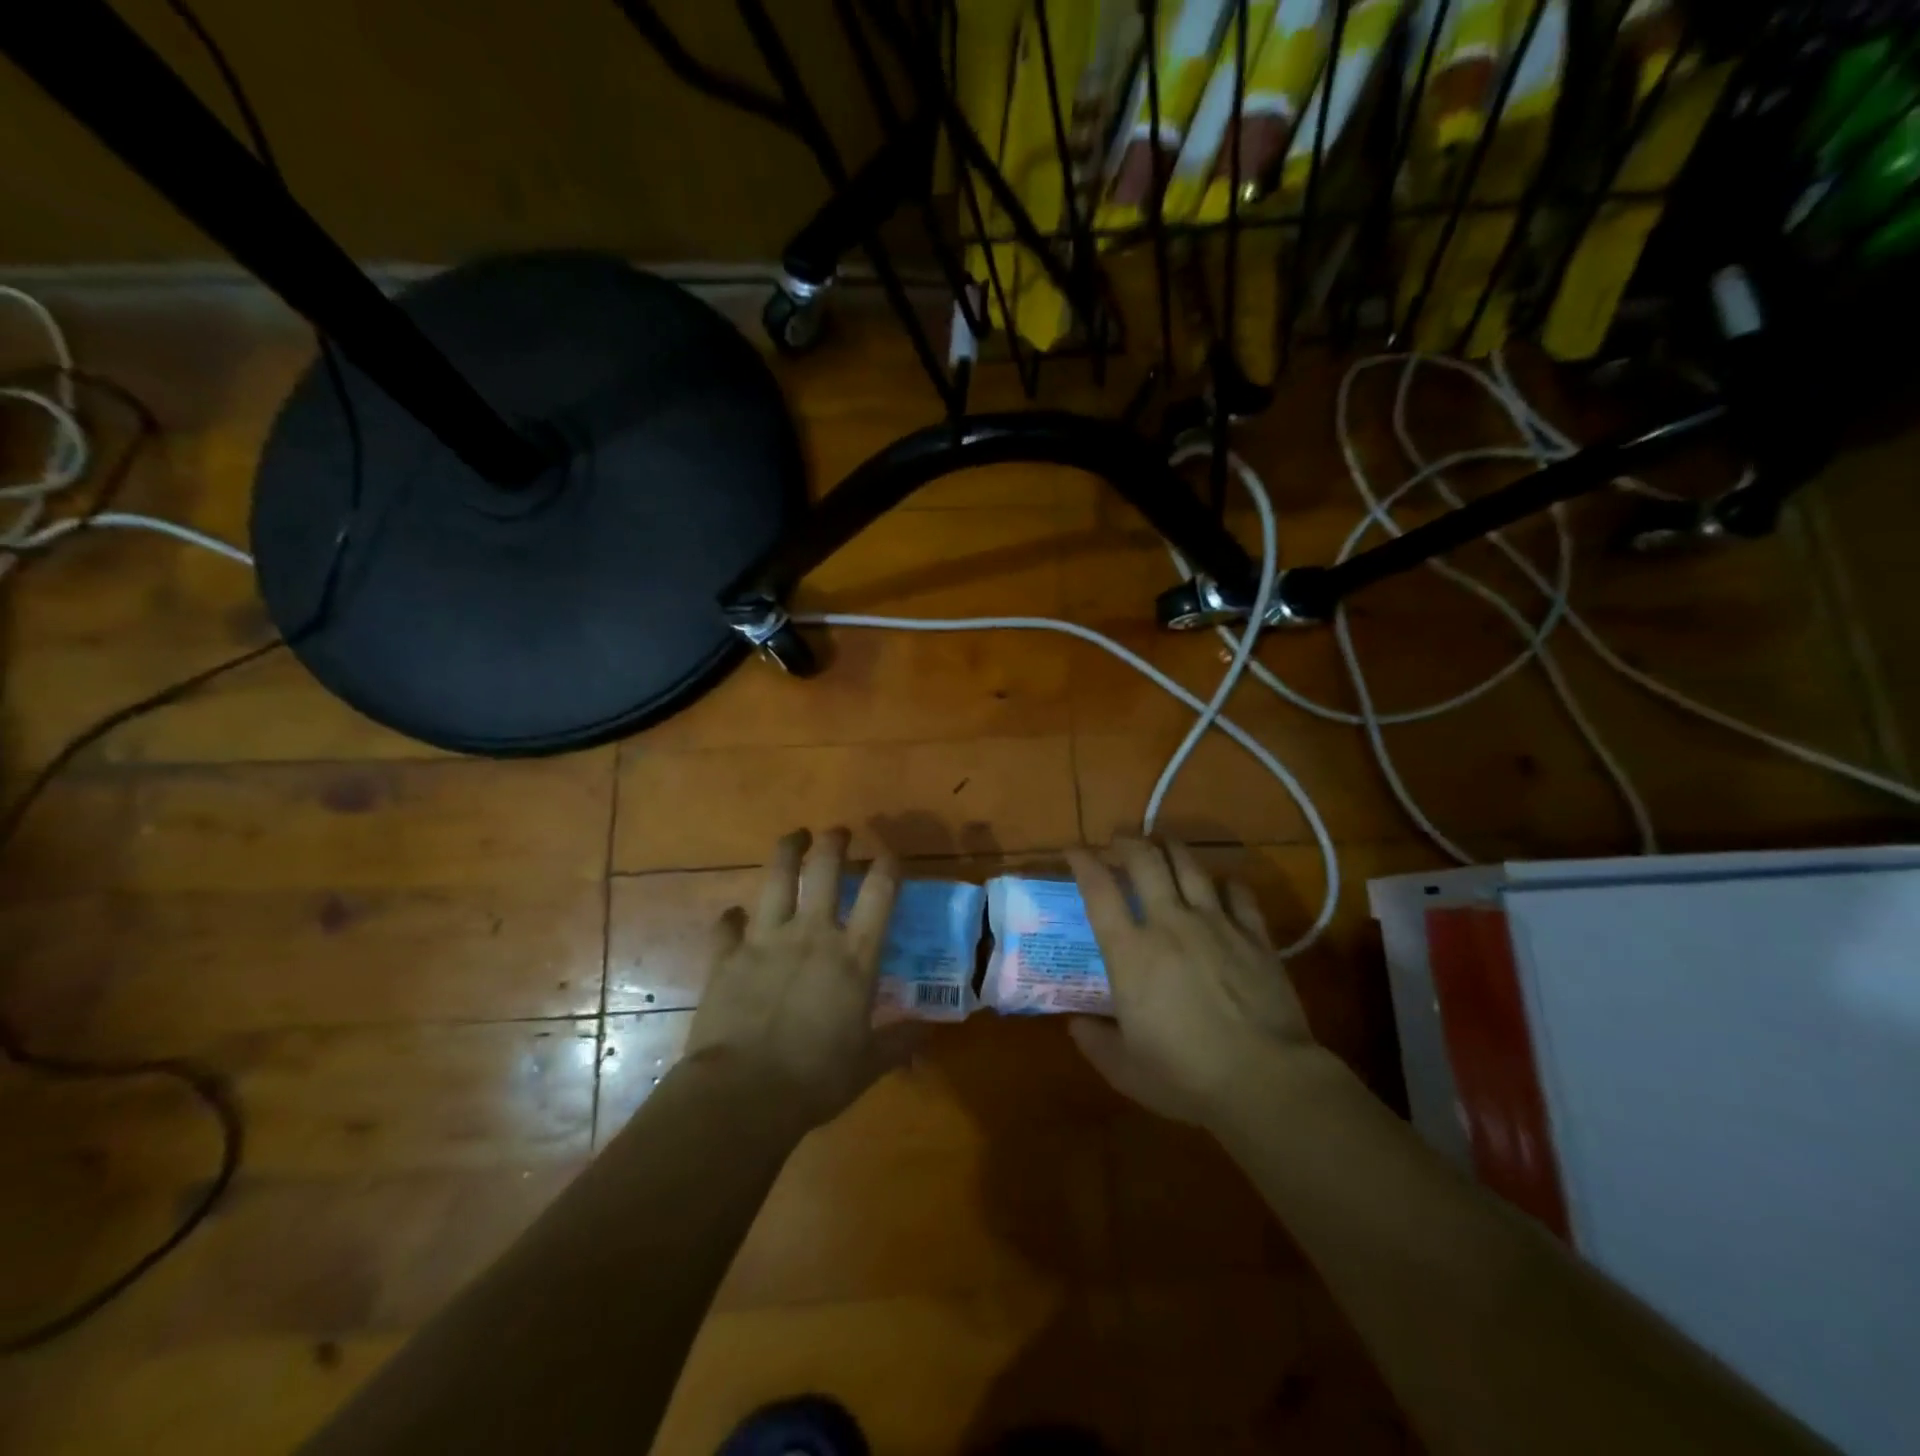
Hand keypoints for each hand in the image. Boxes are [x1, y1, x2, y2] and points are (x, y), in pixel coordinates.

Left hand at [684, 828, 913, 1129]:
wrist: (743, 1093)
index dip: (888, 865)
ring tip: (793, 837)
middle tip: (838, 832)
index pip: (880, 893)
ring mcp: (766, 940)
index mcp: (854, 955)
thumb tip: (929, 1031)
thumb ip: (900, 1042)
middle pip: (824, 869)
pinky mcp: (727, 956)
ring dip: (787, 851)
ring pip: (776, 878)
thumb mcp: (869, 1064)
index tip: (890, 853)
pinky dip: (731, 917)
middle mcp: (812, 934)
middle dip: (834, 842)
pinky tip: (733, 915)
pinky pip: (727, 925)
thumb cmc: (816, 1078)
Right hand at [1066, 837, 1319, 1131]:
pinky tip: (1221, 884)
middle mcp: (1169, 924)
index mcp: (1130, 952)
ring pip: (1190, 865)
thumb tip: (1075, 1024)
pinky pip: (1238, 892)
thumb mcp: (1125, 1069)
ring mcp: (1216, 924)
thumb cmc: (1186, 1077)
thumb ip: (1094, 1041)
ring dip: (1170, 848)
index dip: (1082, 862)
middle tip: (1118, 840)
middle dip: (1126, 842)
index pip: (1098, 891)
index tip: (1073, 850)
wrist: (1265, 1081)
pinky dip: (1225, 882)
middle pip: (1144, 861)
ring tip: (1162, 843)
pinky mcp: (1255, 935)